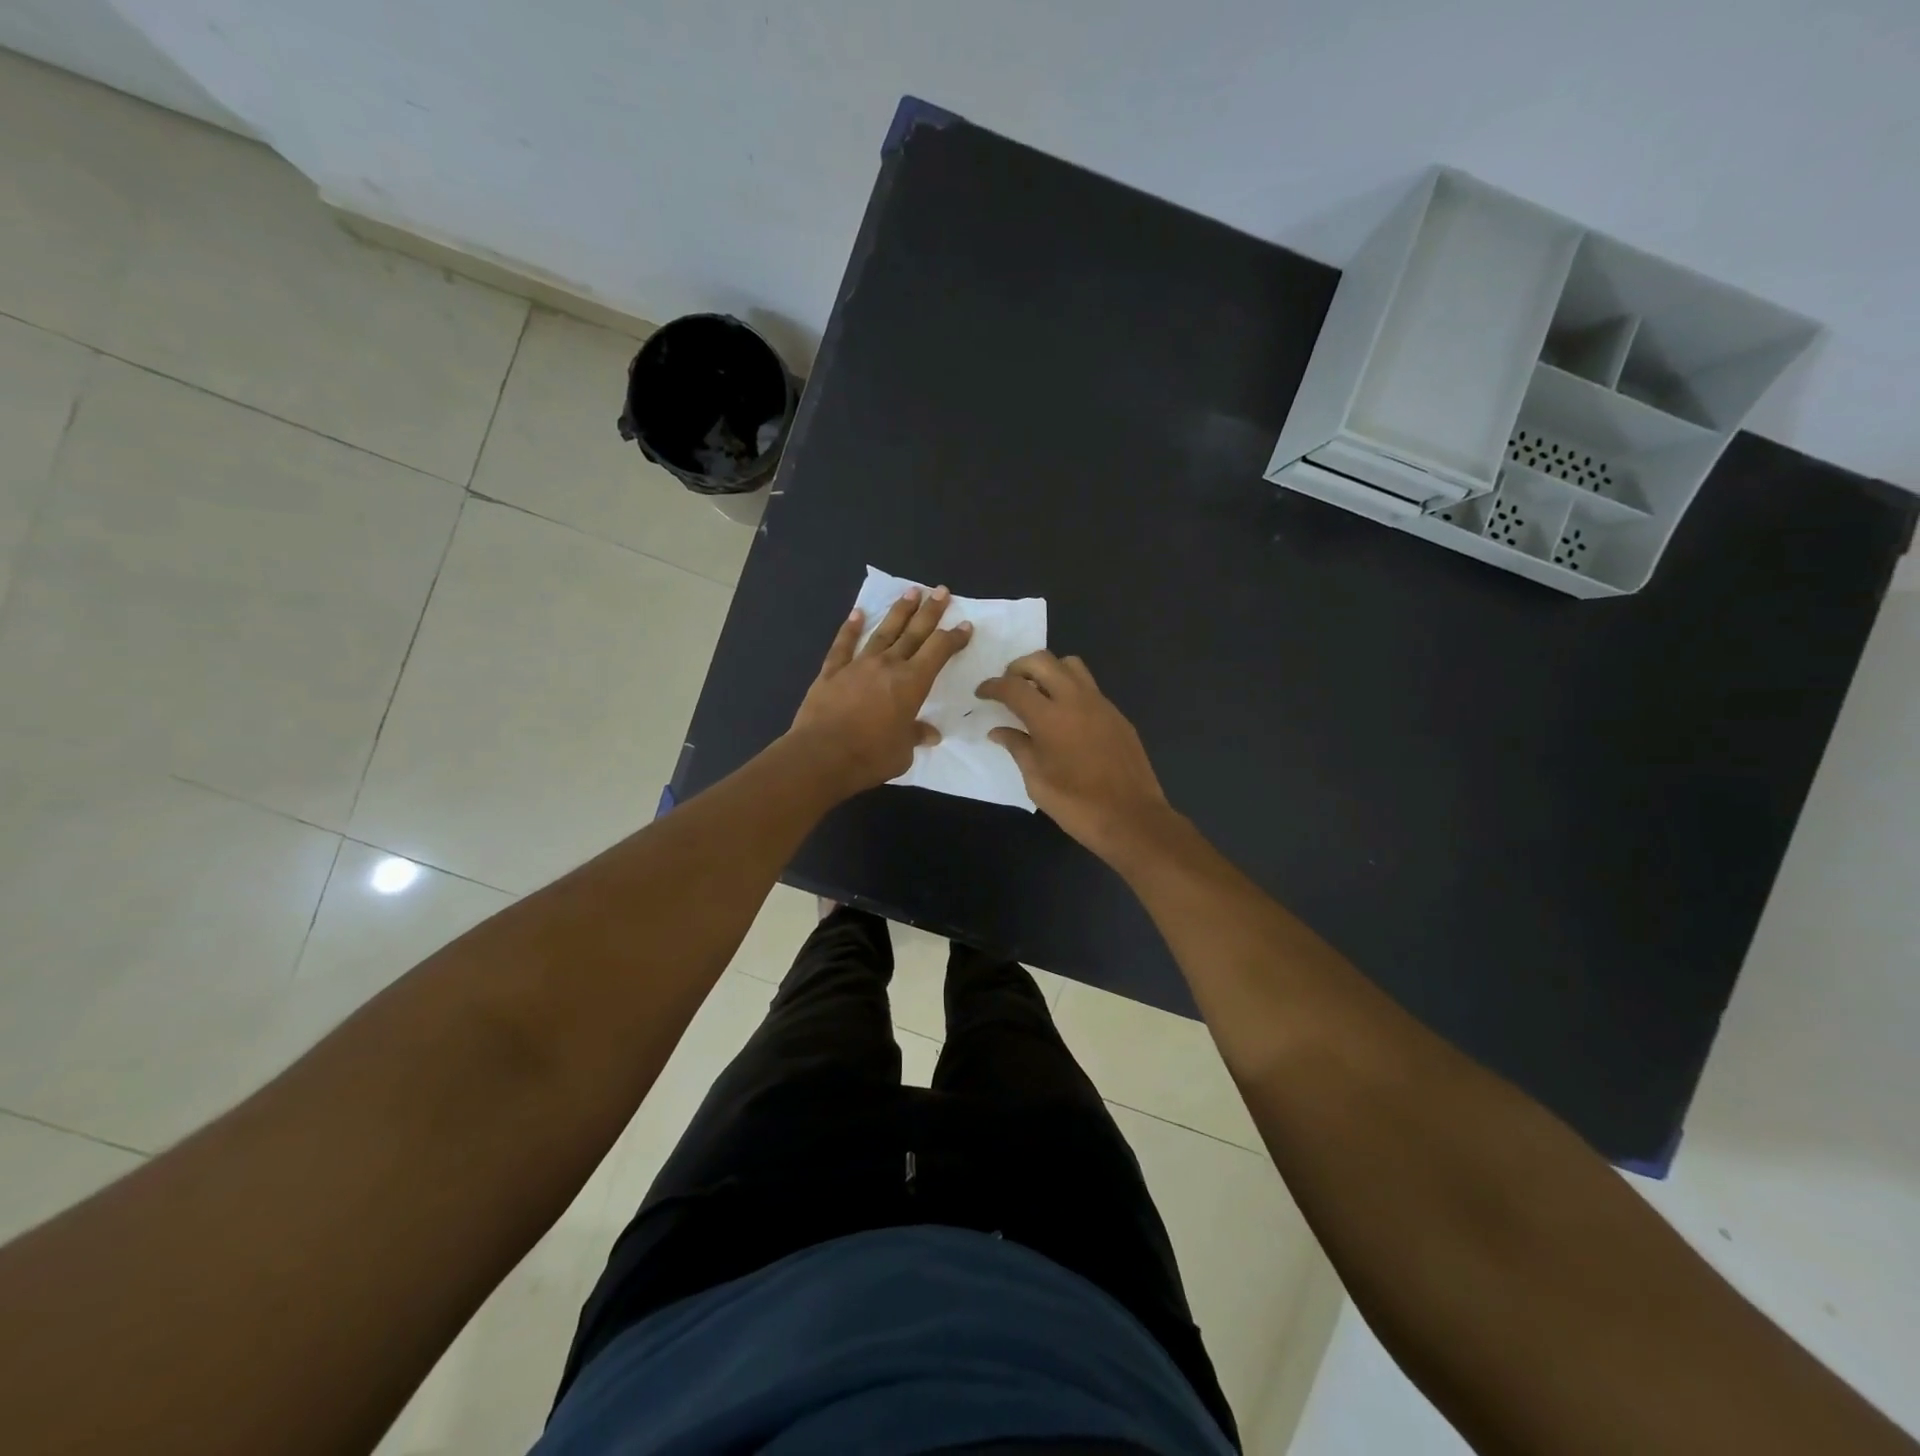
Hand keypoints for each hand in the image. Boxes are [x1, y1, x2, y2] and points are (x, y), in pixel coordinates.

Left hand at [788, 586, 971, 796]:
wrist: (821, 755)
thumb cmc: (870, 756)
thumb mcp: (903, 752)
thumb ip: (915, 736)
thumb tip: (930, 734)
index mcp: (912, 683)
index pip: (939, 651)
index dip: (953, 637)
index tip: (965, 625)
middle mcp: (888, 665)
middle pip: (914, 632)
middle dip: (930, 611)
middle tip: (941, 591)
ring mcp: (858, 665)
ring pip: (883, 631)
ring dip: (898, 611)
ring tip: (911, 592)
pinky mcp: (831, 672)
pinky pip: (843, 645)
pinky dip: (850, 628)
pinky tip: (857, 613)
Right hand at [976, 651, 1172, 859]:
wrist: (1132, 818)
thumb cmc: (1076, 804)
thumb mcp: (1036, 780)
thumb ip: (1017, 747)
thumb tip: (998, 731)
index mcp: (1050, 717)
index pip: (1013, 686)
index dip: (992, 686)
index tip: (982, 693)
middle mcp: (1076, 700)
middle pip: (1042, 661)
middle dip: (1018, 667)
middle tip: (1008, 687)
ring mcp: (1101, 704)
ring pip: (1070, 665)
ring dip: (1048, 670)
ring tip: (1037, 694)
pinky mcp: (1117, 715)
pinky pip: (1089, 687)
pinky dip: (1070, 689)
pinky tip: (1064, 716)